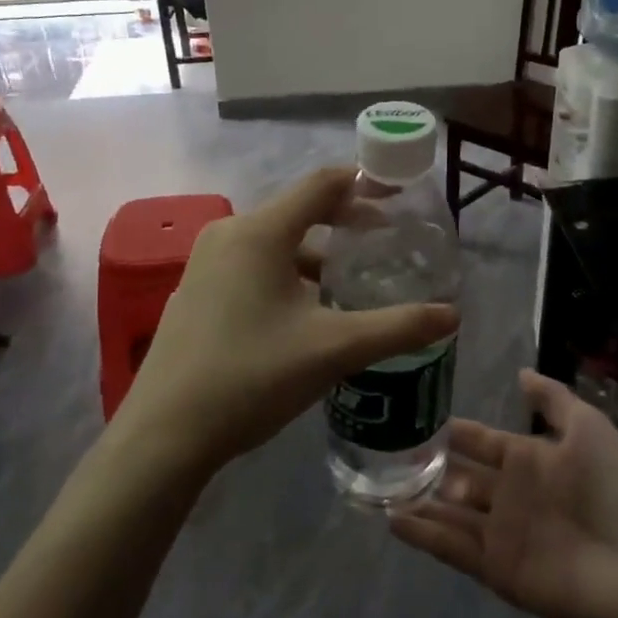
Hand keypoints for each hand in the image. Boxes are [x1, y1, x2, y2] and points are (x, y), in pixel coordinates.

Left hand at [115, 166, 459, 473]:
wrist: (165, 434)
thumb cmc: (252, 377)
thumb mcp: (333, 350)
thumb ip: (396, 328)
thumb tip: (451, 316)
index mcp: (261, 232)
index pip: (322, 184)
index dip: (365, 184)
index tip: (400, 197)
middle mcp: (230, 234)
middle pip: (299, 210)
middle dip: (345, 221)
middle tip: (387, 240)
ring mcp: (207, 263)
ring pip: (276, 242)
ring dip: (316, 254)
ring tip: (352, 281)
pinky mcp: (197, 292)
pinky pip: (253, 265)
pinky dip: (288, 273)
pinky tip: (307, 312)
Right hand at [389, 371, 617, 617]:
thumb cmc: (615, 487)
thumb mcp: (588, 427)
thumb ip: (552, 399)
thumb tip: (520, 372)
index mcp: (529, 459)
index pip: (481, 441)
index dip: (455, 431)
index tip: (419, 415)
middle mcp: (509, 493)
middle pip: (460, 476)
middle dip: (430, 466)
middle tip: (388, 452)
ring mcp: (500, 531)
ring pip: (449, 511)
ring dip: (420, 500)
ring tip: (380, 486)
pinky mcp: (495, 567)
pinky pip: (452, 548)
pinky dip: (424, 535)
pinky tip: (393, 520)